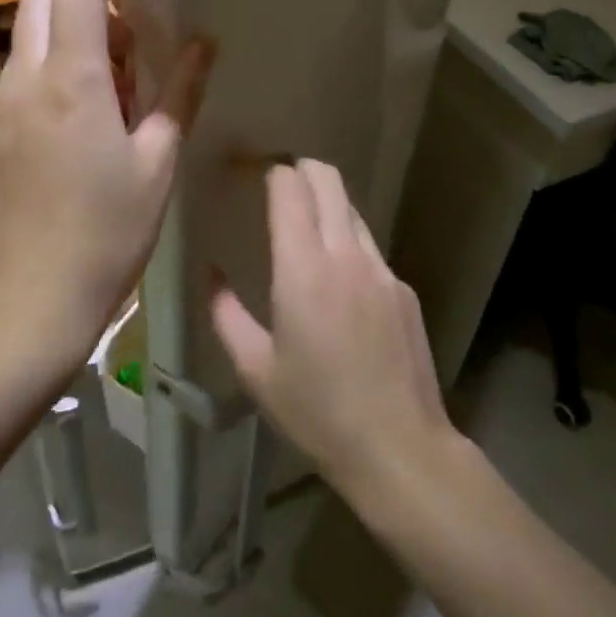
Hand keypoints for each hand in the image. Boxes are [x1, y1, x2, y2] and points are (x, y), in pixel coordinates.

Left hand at [0, 0, 213, 371]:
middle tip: (123, 49)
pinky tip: (66, 143)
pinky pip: (12, 88)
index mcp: (73, 80)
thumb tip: (204, 43)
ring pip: (24, 44)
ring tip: (101, 102)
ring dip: (64, 46)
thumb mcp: (157, 165)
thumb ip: (180, 94)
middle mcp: (23, 82)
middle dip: (83, 0)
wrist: (27, 304)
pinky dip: (43, 86)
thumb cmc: (108, 235)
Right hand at [210, 160, 456, 498]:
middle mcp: (346, 254)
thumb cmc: (317, 411)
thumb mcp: (255, 369)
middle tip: (275, 186)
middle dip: (299, 168)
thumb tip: (212, 274)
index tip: (248, 173)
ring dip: (325, 204)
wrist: (399, 448)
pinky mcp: (403, 288)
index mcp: (304, 269)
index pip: (289, 187)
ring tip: (303, 231)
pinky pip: (369, 247)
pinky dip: (346, 243)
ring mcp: (382, 268)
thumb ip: (226, 314)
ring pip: (351, 208)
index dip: (268, 170)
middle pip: (327, 178)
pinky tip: (337, 284)